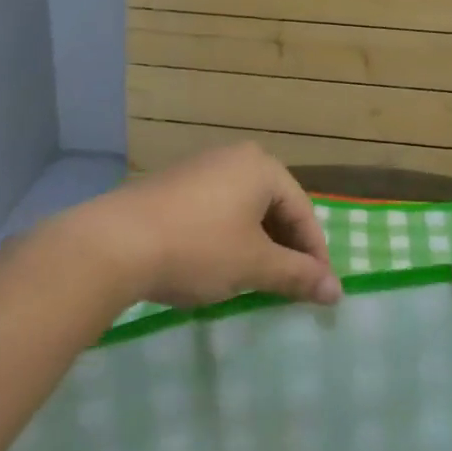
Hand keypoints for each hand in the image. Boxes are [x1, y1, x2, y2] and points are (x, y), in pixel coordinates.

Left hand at [58, 144, 342, 310]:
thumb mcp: (254, 265)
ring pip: (245, 211)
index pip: (303, 212)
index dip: (315, 255)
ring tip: (259, 282)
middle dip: (286, 250)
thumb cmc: (198, 248)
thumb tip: (336, 291)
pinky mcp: (174, 185)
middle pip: (275, 207)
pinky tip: (220, 266)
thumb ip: (298, 275)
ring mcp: (201, 168)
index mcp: (262, 167)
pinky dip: (229, 238)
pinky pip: (217, 211)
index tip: (322, 292)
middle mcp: (234, 157)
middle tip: (292, 288)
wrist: (115, 243)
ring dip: (258, 246)